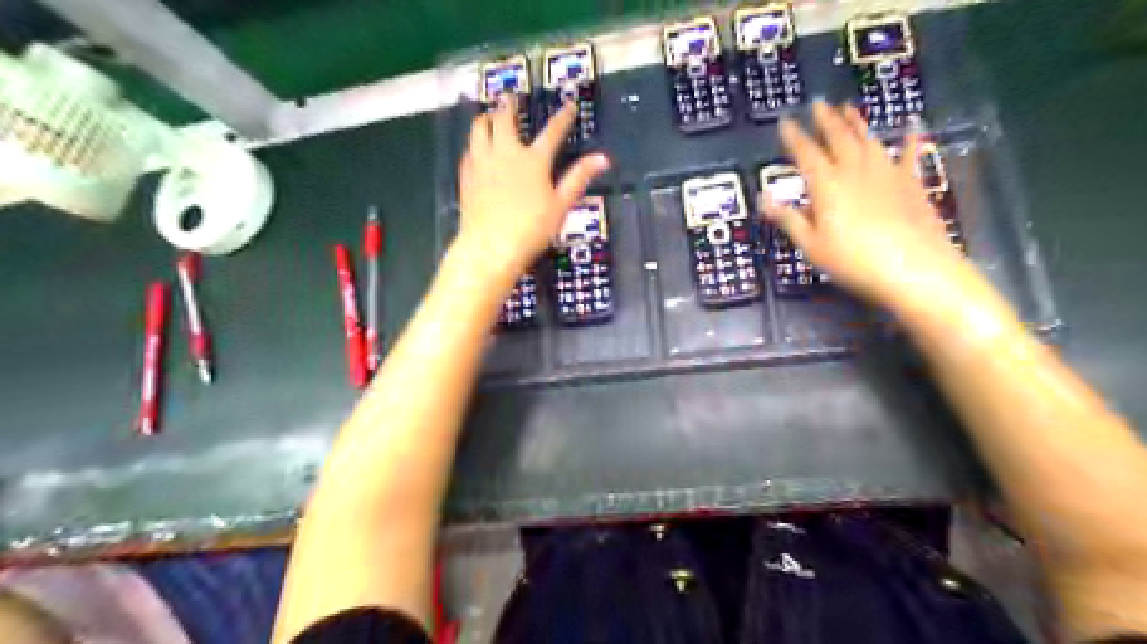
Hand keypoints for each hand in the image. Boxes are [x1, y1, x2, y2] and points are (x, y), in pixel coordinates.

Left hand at [456, 97, 608, 282]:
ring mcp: (482, 163)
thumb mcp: (561, 206)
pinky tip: (475, 149)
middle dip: (509, 106)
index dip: (563, 117)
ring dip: (485, 119)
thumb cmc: (531, 229)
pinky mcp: (467, 177)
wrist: (490, 247)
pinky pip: (469, 151)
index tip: (569, 104)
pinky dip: (474, 144)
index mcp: (533, 160)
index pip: (552, 132)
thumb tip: (603, 158)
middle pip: (504, 120)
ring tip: (488, 115)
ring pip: (479, 130)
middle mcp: (506, 154)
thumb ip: (578, 179)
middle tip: (510, 96)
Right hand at [765, 102, 969, 307]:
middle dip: (826, 120)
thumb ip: (789, 219)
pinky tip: (912, 124)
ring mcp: (887, 173)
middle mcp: (855, 171)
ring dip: (857, 123)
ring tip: (849, 107)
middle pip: (838, 139)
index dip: (794, 137)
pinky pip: (911, 154)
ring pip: (868, 140)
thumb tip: (763, 199)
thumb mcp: (812, 245)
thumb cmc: (853, 261)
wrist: (914, 268)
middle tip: (819, 103)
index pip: (806, 154)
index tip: (786, 121)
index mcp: (827, 185)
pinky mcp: (912, 183)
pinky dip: (911, 138)